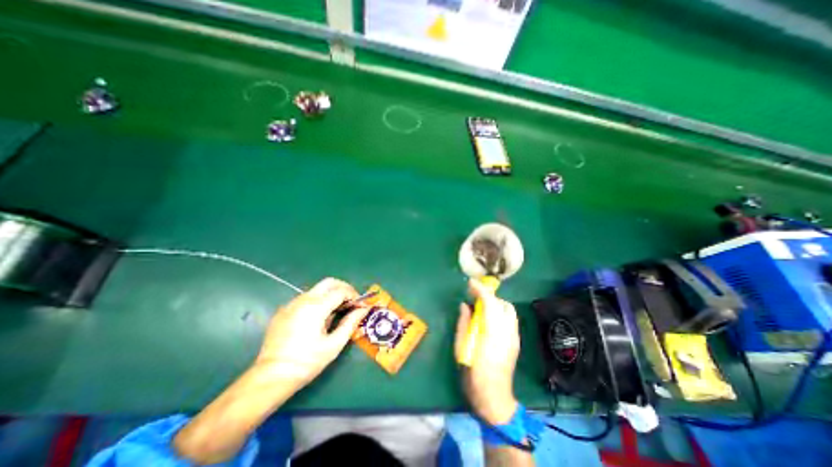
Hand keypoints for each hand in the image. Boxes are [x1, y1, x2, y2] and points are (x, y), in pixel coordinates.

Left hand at [254, 279, 369, 391]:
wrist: (271, 378)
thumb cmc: (307, 362)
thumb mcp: (334, 344)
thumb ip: (351, 323)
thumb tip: (364, 309)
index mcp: (316, 307)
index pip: (341, 291)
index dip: (354, 295)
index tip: (360, 305)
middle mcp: (303, 300)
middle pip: (329, 282)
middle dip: (343, 288)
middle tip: (351, 301)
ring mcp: (291, 304)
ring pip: (316, 290)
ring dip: (330, 294)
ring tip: (337, 311)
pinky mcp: (283, 311)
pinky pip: (305, 298)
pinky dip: (317, 301)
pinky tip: (318, 318)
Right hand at [455, 279, 517, 424]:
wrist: (493, 399)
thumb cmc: (473, 373)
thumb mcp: (462, 347)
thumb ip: (464, 323)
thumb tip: (465, 305)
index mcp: (492, 333)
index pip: (490, 303)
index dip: (480, 290)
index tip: (470, 282)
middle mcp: (507, 332)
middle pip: (503, 304)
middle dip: (489, 297)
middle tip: (474, 298)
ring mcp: (514, 337)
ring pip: (509, 310)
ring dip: (495, 304)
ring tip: (481, 308)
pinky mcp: (516, 342)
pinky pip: (509, 319)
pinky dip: (499, 313)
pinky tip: (489, 320)